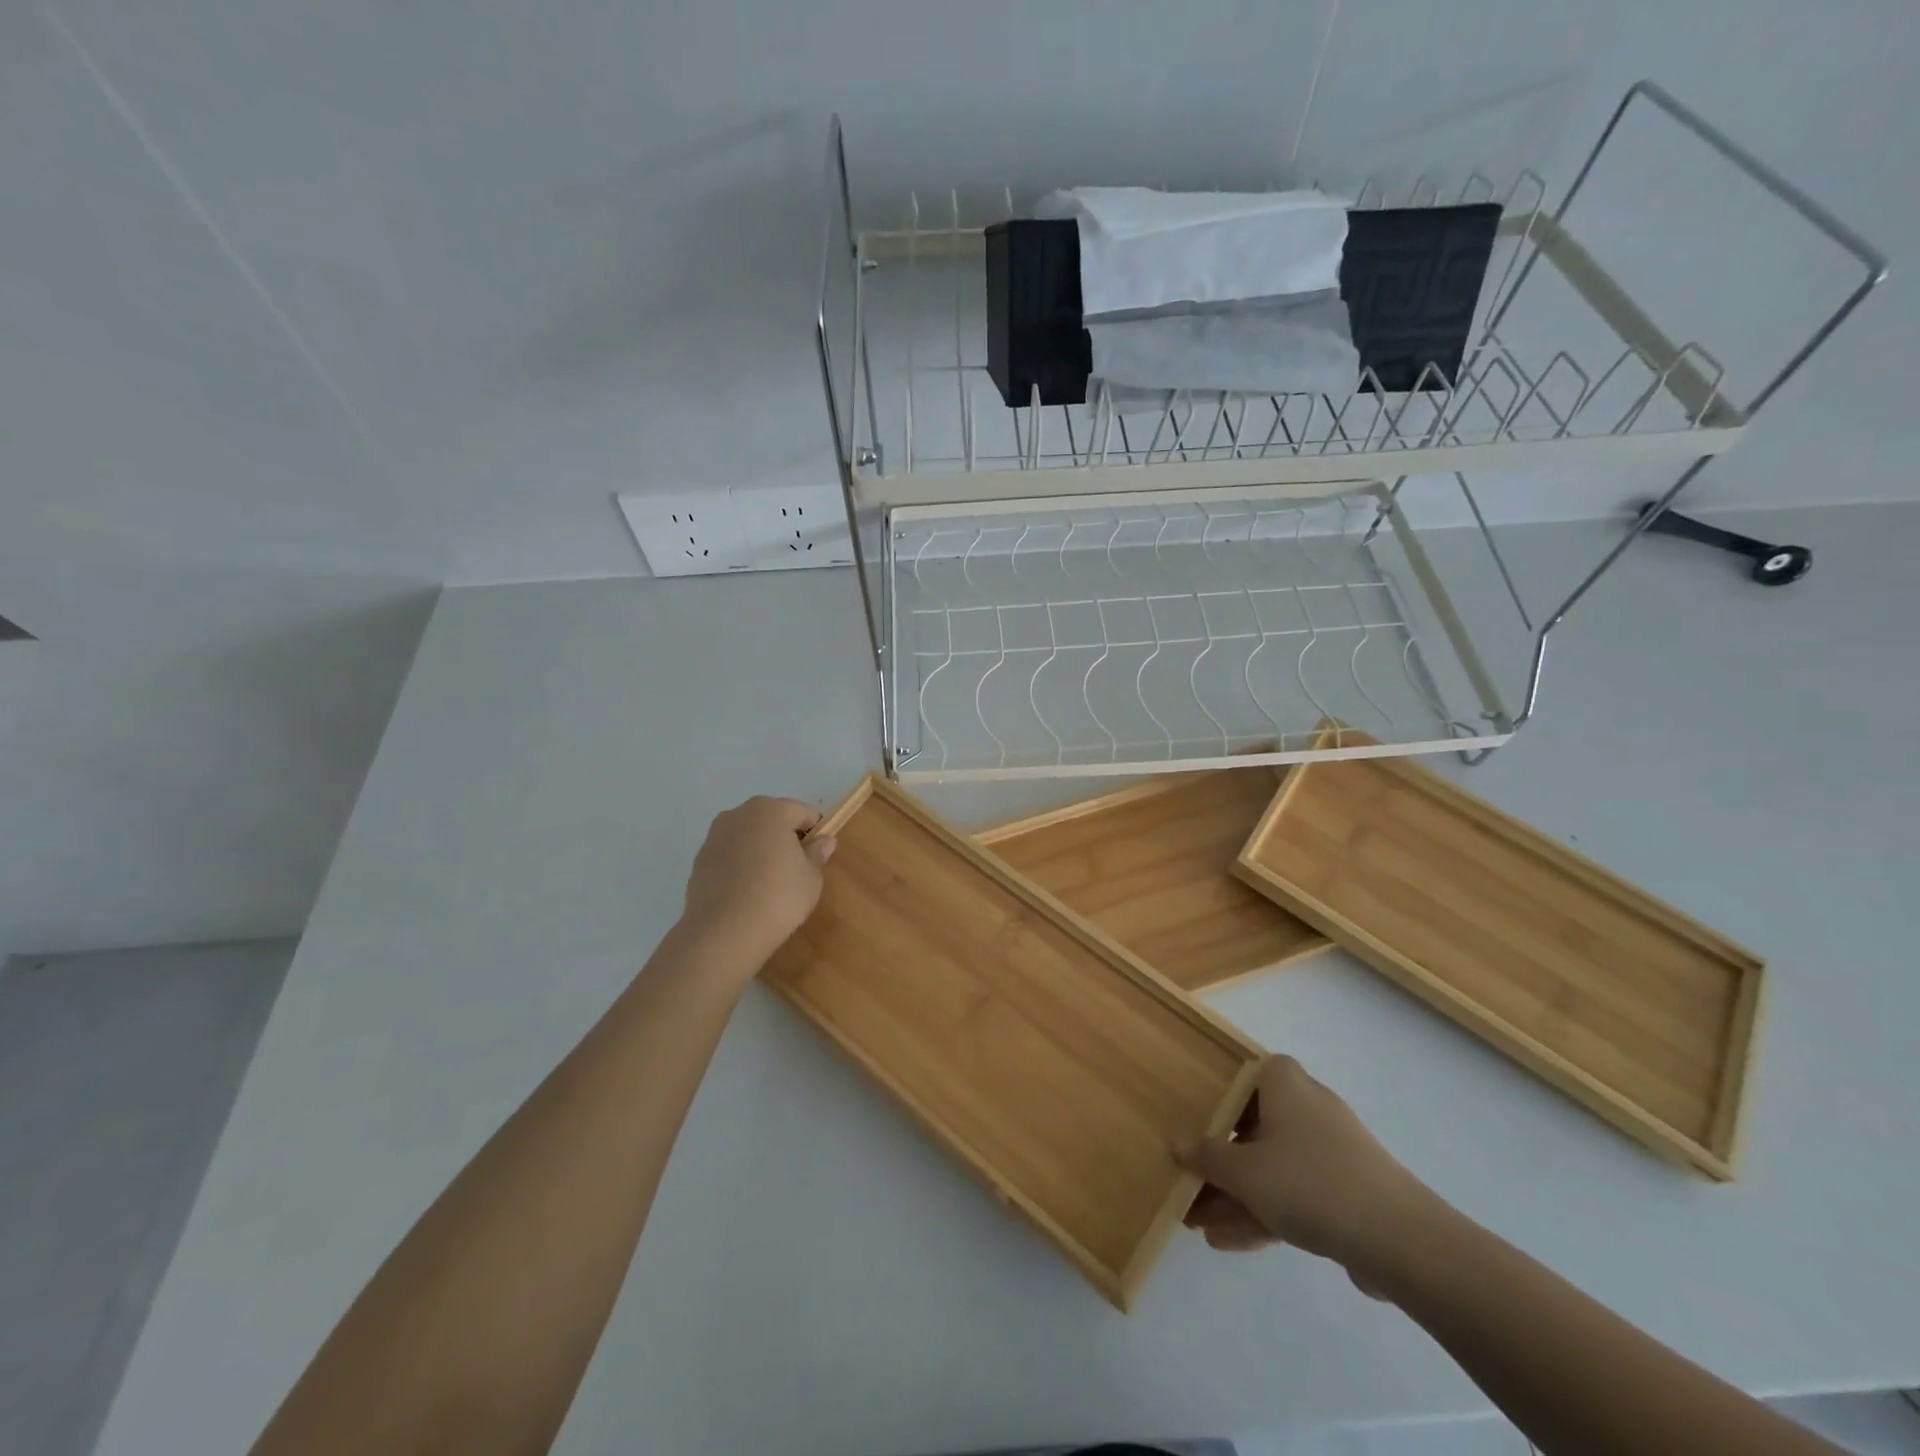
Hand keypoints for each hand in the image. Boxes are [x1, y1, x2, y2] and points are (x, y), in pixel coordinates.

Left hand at [678, 797, 836, 969]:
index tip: (819, 855)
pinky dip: (740, 866)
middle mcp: (738, 814)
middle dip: (785, 838)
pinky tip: (747, 892)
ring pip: (748, 836)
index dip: (816, 832)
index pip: (802, 812)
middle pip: (772, 819)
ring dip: (760, 850)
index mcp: (771, 810)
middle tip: (796, 869)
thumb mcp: (811, 878)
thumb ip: (817, 853)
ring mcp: (714, 837)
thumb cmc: (778, 897)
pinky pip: (729, 856)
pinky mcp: (698, 861)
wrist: (723, 933)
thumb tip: (824, 840)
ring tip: (769, 883)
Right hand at [1179, 1055, 1439, 1290]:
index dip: (1219, 1094)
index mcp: (1284, 1082)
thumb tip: (1178, 1143)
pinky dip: (1265, 1212)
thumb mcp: (1243, 1172)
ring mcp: (1331, 1150)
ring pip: (1273, 1166)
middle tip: (1190, 1184)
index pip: (1246, 1073)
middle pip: (1254, 1126)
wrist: (1399, 1240)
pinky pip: (1295, 1193)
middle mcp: (1309, 1106)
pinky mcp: (1348, 1191)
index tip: (1195, 1119)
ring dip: (1237, 1196)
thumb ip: (1207, 1157)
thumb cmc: (1308, 1182)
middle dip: (1221, 1162)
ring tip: (1200, 1225)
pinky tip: (1230, 1242)